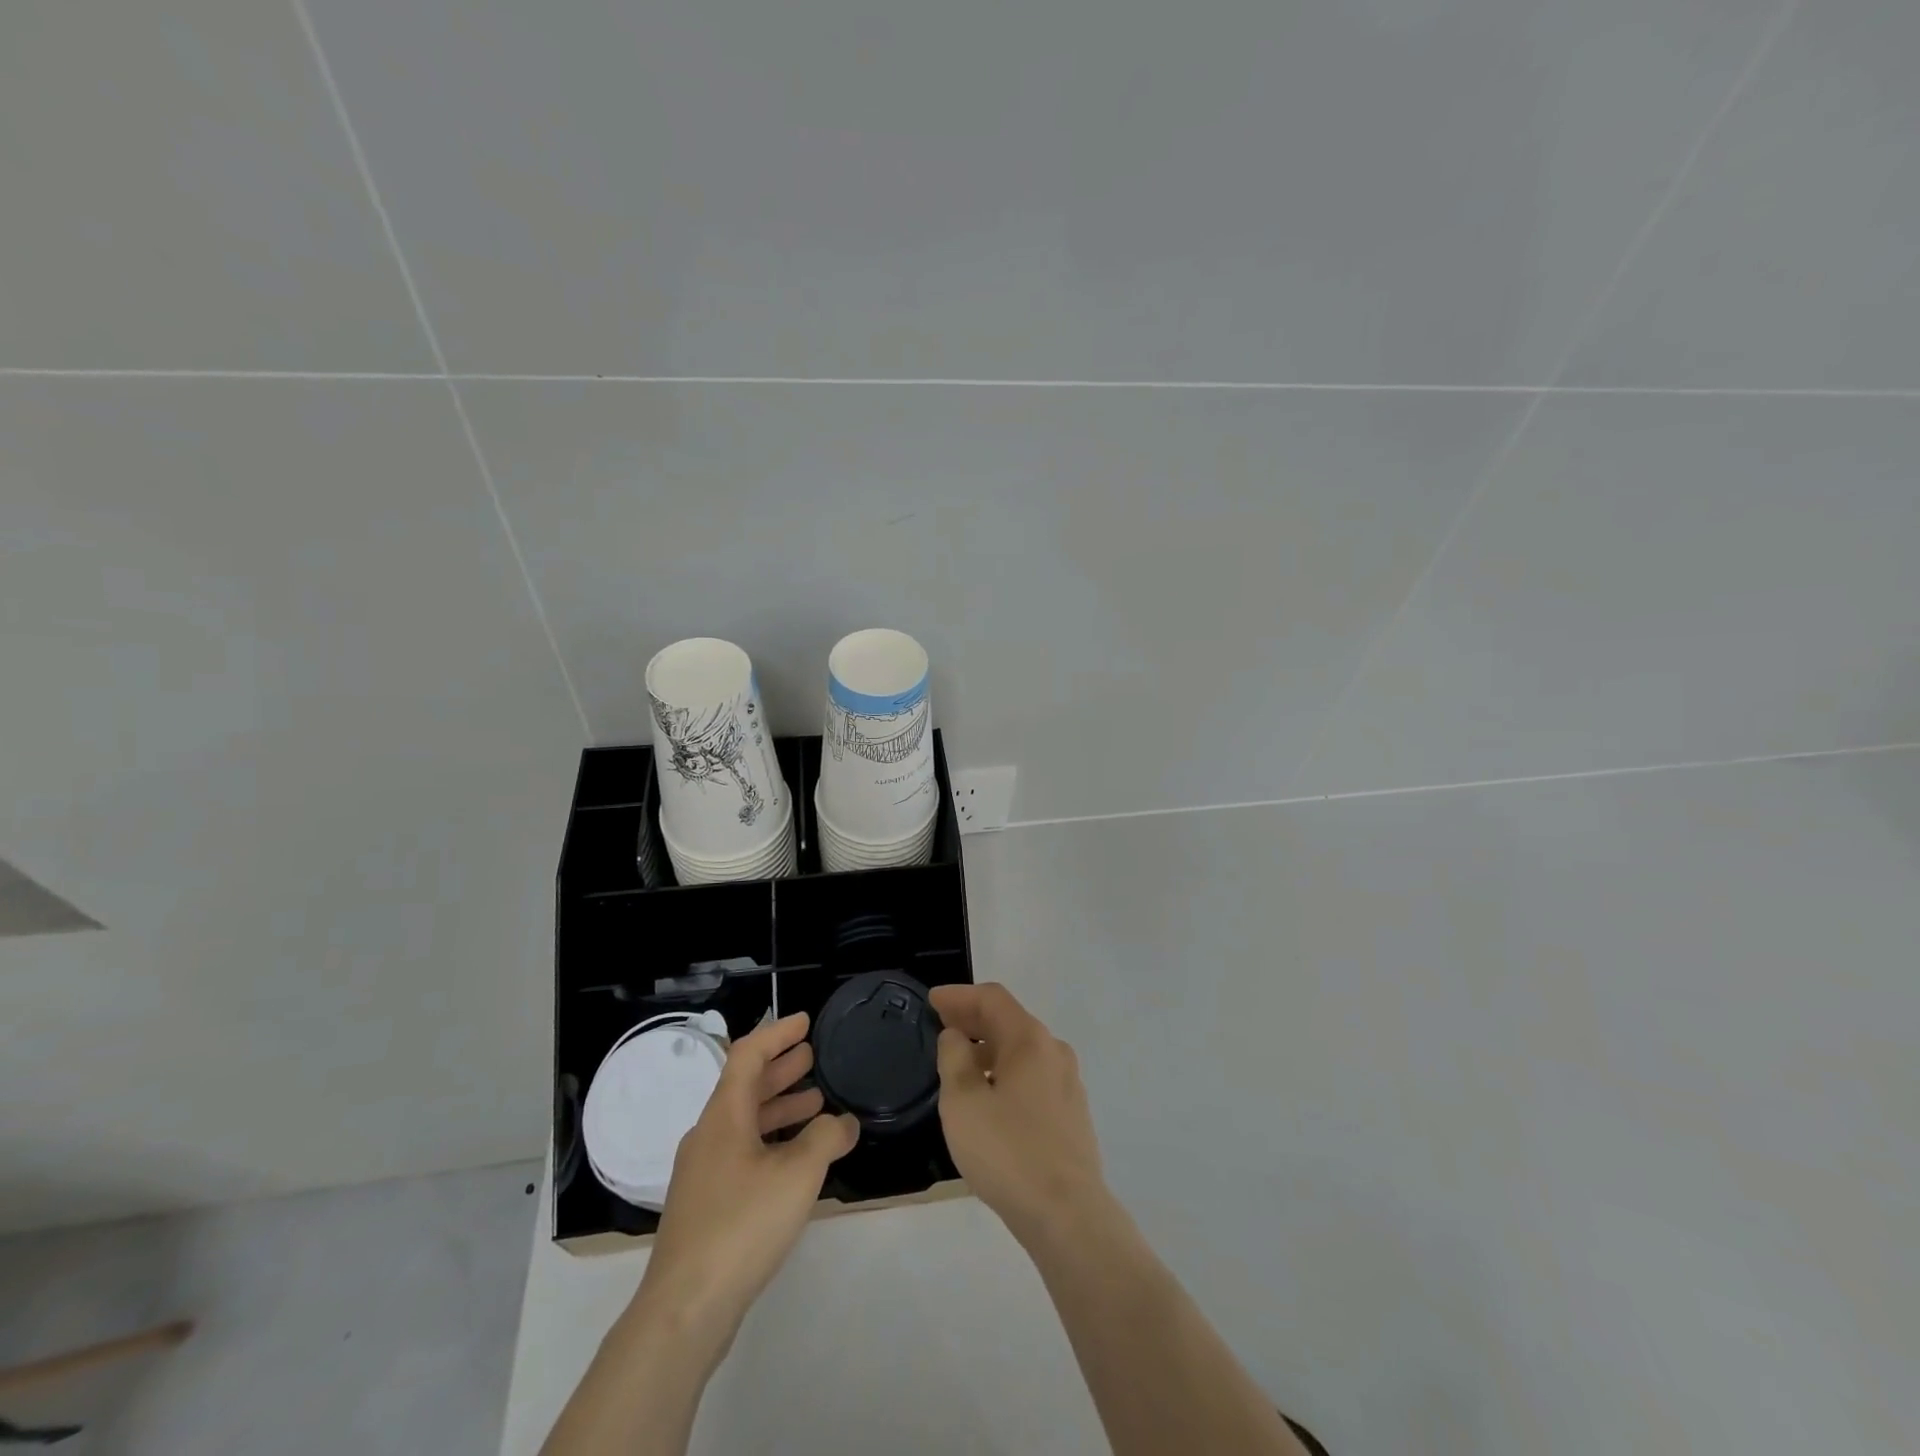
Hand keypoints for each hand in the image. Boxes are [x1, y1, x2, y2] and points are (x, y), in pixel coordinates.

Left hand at [640, 1012, 858, 1345]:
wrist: (685, 1309)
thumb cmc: (742, 1224)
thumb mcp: (798, 1173)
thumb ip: (826, 1137)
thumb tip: (844, 1122)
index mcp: (724, 1115)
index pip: (748, 1054)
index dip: (777, 1033)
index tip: (805, 1022)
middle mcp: (709, 1135)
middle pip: (745, 1086)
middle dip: (781, 1068)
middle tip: (814, 1057)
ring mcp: (704, 1172)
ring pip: (745, 1122)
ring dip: (779, 1106)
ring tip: (816, 1102)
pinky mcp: (707, 1205)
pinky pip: (743, 1152)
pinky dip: (772, 1140)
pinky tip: (796, 1159)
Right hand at [931, 983, 1111, 1249]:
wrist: (1067, 1214)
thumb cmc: (1007, 1151)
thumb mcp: (963, 1102)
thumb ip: (954, 1059)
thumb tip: (956, 1036)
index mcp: (1029, 1040)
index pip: (992, 998)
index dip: (959, 995)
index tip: (931, 1000)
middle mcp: (1054, 1051)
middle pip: (1009, 1021)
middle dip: (973, 1020)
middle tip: (940, 1026)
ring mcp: (1068, 1083)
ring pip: (1021, 1051)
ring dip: (988, 1048)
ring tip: (958, 1063)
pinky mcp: (1071, 1113)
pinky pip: (1032, 1076)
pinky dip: (1005, 1072)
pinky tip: (988, 1096)